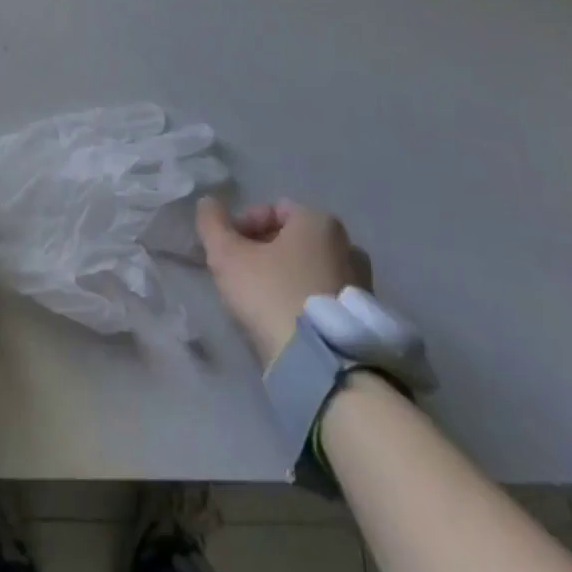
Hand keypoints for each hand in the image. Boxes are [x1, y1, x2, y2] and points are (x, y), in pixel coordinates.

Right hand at [196, 197, 371, 366]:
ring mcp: (362, 285)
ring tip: (262, 301)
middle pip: (294, 239)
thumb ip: (212, 223)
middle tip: (241, 275)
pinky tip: (286, 321)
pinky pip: (325, 298)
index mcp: (319, 221)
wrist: (323, 368)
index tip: (228, 250)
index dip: (244, 225)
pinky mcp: (364, 321)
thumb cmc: (273, 295)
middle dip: (265, 251)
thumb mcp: (227, 255)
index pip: (273, 210)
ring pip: (310, 269)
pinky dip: (304, 301)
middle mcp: (348, 246)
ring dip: (286, 277)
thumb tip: (207, 203)